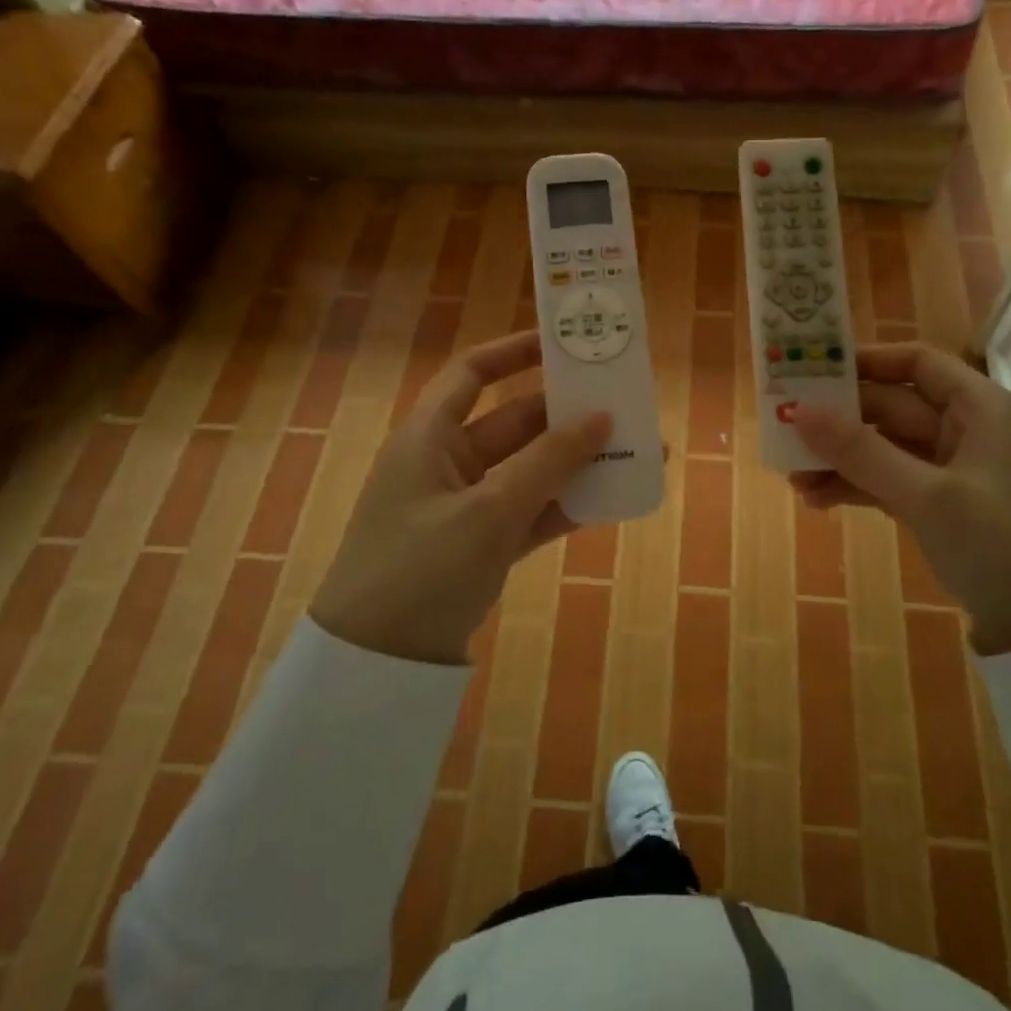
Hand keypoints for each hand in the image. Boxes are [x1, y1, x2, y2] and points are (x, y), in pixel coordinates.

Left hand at [309, 331, 611, 664]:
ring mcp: (465, 507)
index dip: (515, 352)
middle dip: (565, 414)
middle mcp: (447, 463)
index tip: (565, 344)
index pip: (472, 373)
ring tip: (634, 450)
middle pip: (512, 421)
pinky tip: (611, 500)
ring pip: (529, 469)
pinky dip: (565, 505)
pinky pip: (530, 512)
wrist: (376, 666)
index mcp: (429, 437)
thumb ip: (548, 463)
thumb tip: (601, 417)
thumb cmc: (420, 569)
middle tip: (622, 403)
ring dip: (576, 462)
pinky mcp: (481, 545)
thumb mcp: (488, 512)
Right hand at [791, 343, 1010, 654]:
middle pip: (895, 408)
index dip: (868, 361)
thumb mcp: (928, 495)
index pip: (919, 364)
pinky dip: (860, 488)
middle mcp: (971, 432)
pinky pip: (894, 484)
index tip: (815, 369)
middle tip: (787, 430)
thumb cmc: (1004, 544)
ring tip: (793, 478)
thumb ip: (861, 451)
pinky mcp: (948, 511)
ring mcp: (959, 474)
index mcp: (983, 410)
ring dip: (843, 461)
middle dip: (841, 422)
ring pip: (889, 450)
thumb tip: (800, 410)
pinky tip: (819, 500)